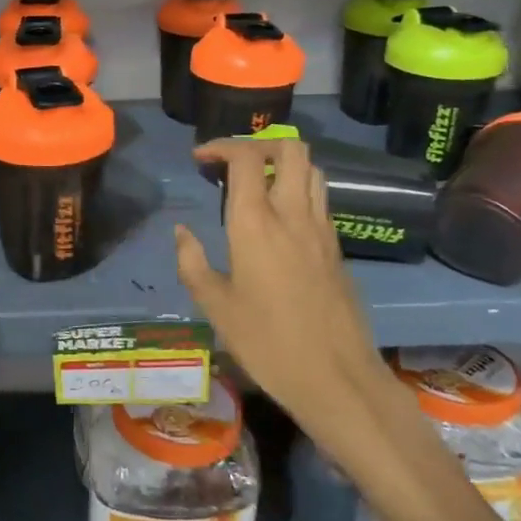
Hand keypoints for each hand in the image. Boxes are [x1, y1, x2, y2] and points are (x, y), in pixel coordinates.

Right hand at [175, 139, 386, 440]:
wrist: (336, 377)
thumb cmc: (267, 343)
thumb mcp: (216, 307)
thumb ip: (193, 263)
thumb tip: (182, 232)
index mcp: (256, 223)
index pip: (246, 158)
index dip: (221, 146)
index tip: (200, 159)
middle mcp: (292, 214)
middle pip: (290, 148)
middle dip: (259, 143)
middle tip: (233, 164)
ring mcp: (321, 229)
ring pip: (311, 169)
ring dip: (283, 163)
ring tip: (257, 184)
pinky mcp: (337, 248)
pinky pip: (319, 199)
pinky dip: (298, 190)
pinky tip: (279, 220)